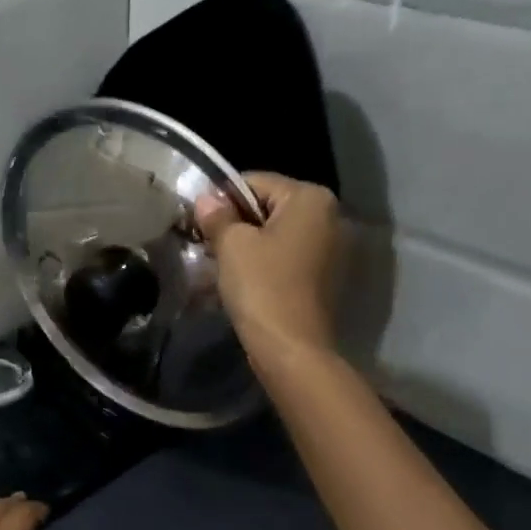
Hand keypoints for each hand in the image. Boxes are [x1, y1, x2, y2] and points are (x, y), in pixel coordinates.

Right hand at [195, 171, 344, 362]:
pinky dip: (265, 263)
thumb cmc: (262, 287)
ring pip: (276, 234)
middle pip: (268, 207)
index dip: (220, 200)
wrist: (291, 347)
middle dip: (236, 224)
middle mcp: (330, 215)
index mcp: (310, 198)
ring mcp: (332, 247)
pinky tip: (244, 281)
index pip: (254, 182)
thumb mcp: (232, 246)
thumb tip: (205, 199)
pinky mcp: (325, 276)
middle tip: (207, 247)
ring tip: (221, 266)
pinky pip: (287, 257)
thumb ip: (217, 216)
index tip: (198, 225)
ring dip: (248, 246)